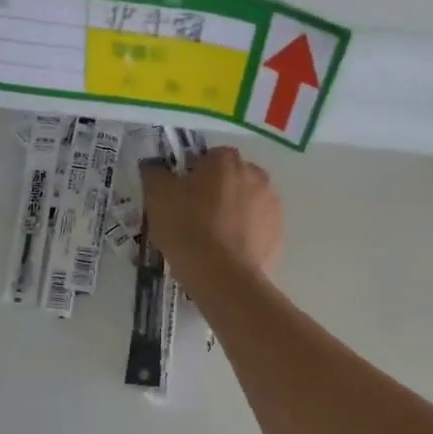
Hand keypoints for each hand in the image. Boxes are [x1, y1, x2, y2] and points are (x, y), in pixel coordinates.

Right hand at [141, 146, 282, 285]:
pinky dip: (246, 235)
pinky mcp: (278, 233)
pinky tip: (228, 252)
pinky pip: (257, 228)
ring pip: (247, 202)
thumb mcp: (157, 196)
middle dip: (216, 191)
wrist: (221, 275)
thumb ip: (154, 173)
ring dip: (233, 212)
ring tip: (212, 238)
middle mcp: (256, 175)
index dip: (192, 175)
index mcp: (227, 160)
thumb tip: (154, 166)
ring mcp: (271, 204)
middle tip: (194, 216)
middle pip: (231, 178)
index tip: (180, 196)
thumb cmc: (187, 227)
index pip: (208, 158)